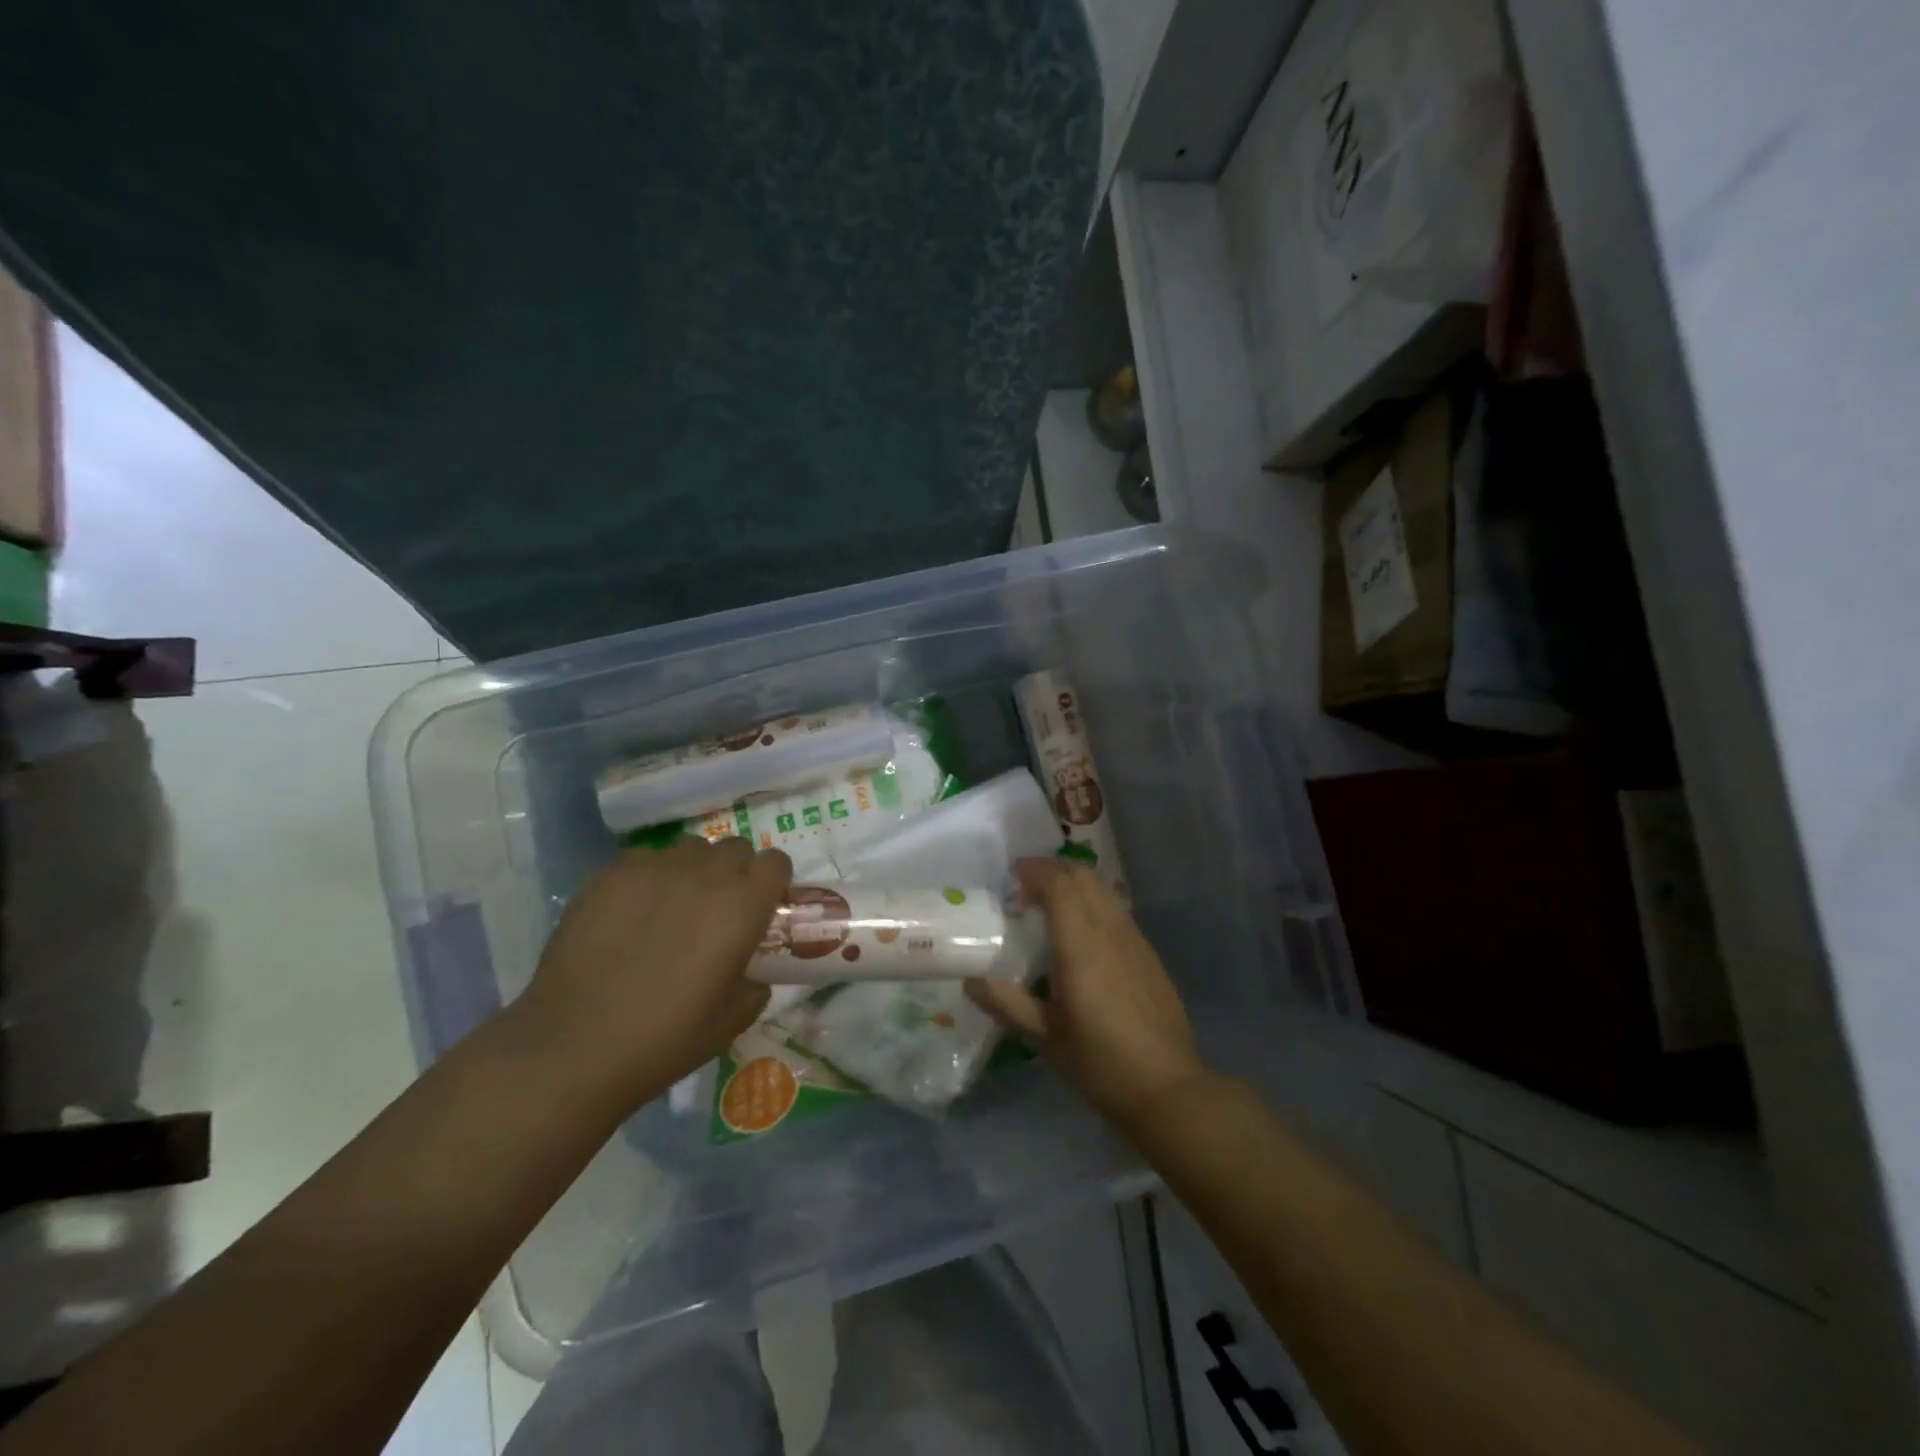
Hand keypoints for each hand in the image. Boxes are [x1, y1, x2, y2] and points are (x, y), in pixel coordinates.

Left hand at [520, 836, 790, 1109]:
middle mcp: (705, 875)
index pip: (776, 862)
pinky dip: (647, 877)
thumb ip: (754, 987)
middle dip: (734, 871)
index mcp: (743, 906)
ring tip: (672, 906)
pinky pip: (643, 859)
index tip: (761, 905)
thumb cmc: (664, 1039)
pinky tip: (629, 913)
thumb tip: (753, 977)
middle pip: (735, 847)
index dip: (772, 881)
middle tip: (716, 909)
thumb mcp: (730, 1022)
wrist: (575, 1045)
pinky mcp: (610, 874)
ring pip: (689, 849)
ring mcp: (655, 868)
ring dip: (692, 870)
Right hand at [968, 859, 1209, 1128]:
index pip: (1059, 884)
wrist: (1168, 1088)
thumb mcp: (1046, 1038)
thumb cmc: (1100, 1064)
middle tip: (1026, 886)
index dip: (1034, 871)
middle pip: (1083, 875)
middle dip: (1053, 869)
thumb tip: (971, 981)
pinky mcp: (1148, 953)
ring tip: (1050, 903)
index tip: (1012, 877)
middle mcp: (1110, 931)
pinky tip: (1081, 932)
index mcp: (1081, 946)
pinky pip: (1116, 909)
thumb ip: (1008, 1003)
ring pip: (1103, 889)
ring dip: (1075, 882)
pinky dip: (1093, 902)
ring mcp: (1134, 939)